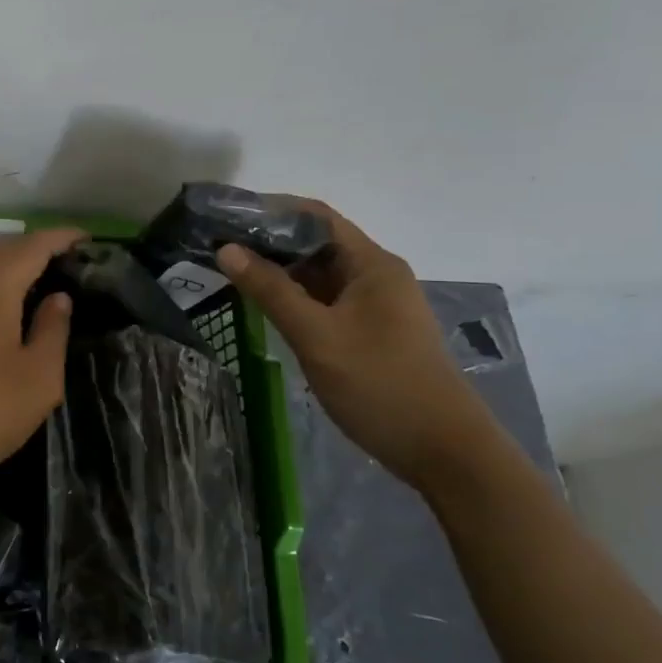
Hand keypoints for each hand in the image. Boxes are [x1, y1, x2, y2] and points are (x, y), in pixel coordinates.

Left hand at [0, 228, 82, 497]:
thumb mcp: (36, 381)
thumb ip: (52, 331)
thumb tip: (58, 297)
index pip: (33, 245)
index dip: (62, 238)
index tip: (87, 238)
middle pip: (2, 251)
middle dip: (35, 252)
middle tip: (65, 264)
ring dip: (6, 270)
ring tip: (34, 286)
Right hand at [216, 203, 504, 488]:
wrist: (444, 452)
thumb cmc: (380, 385)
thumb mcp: (317, 336)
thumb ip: (270, 290)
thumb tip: (227, 249)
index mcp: (372, 265)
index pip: (316, 216)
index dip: (270, 210)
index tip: (226, 216)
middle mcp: (376, 276)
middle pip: (316, 243)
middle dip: (268, 241)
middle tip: (217, 247)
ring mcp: (375, 305)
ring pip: (319, 274)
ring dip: (278, 271)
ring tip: (229, 271)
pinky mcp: (370, 332)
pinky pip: (325, 301)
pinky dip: (293, 297)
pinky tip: (262, 305)